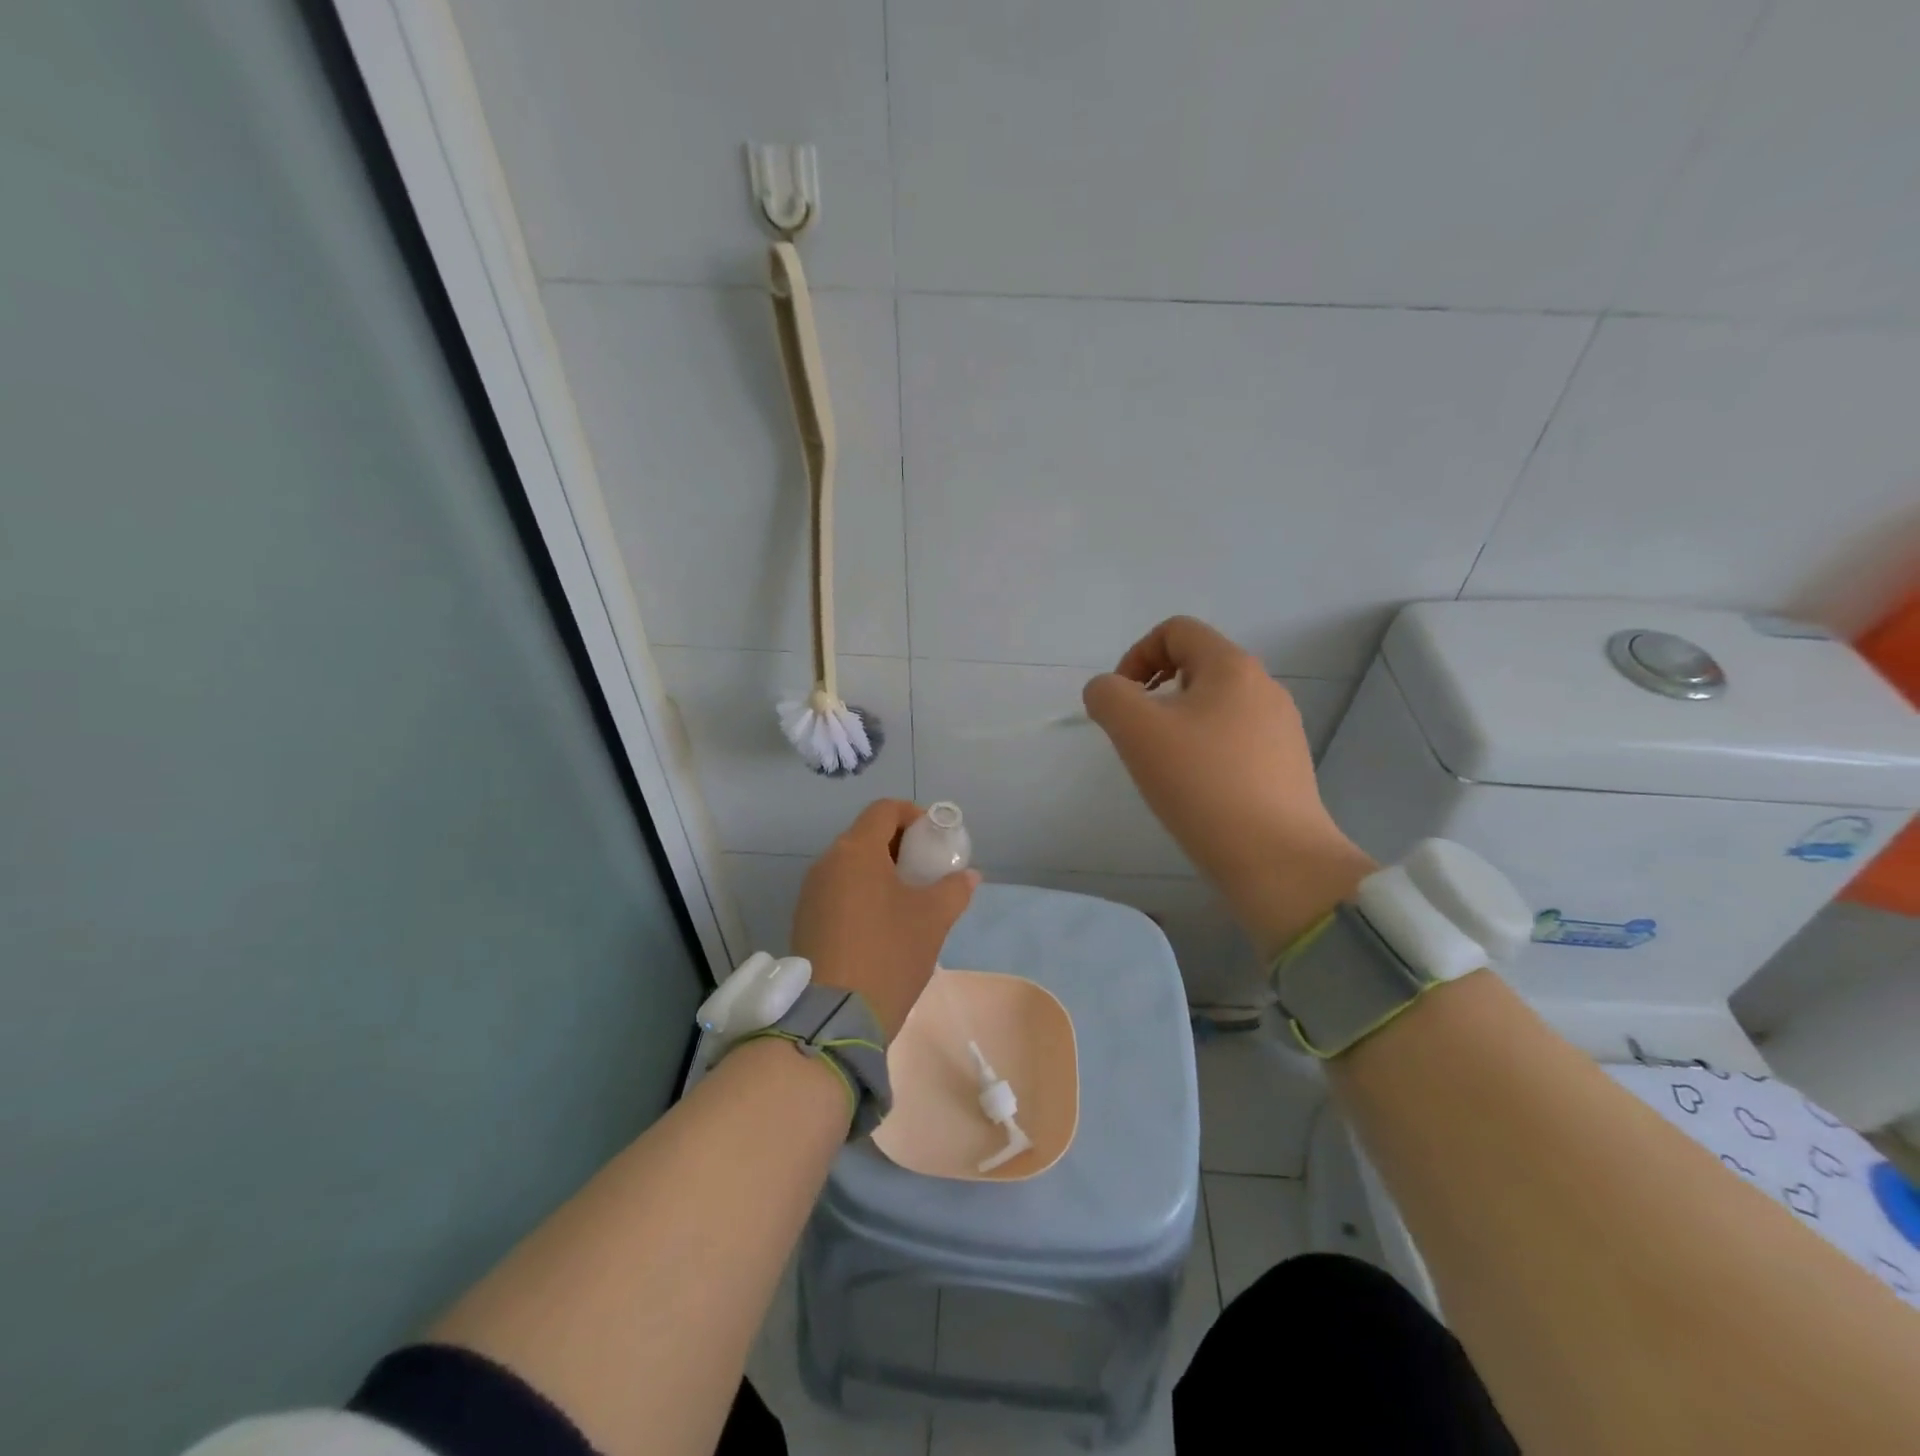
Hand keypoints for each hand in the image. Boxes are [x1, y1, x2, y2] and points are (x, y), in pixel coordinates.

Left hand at [792, 799, 981, 1039]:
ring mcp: (811, 892)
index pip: (885, 810)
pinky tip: (883, 923)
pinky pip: (839, 890)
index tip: (936, 839)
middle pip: (867, 835)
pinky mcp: (805, 919)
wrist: (834, 1017)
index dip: (914, 815)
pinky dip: (863, 892)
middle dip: (900, 845)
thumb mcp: (933, 919)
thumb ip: (954, 889)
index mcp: (856, 851)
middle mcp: (827, 862)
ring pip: (852, 864)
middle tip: (927, 871)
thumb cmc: (889, 954)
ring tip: (909, 899)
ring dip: (881, 871)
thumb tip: (970, 876)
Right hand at [1083, 616, 1373, 954]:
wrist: (1276, 859)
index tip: (1122, 701)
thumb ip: (1108, 696)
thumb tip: (1108, 692)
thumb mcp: (1136, 731)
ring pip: (1214, 704)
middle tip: (1138, 737)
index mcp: (1232, 666)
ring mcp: (1281, 727)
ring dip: (1178, 722)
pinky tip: (1197, 789)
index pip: (1176, 630)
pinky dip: (1205, 749)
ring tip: (1165, 767)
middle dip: (1155, 692)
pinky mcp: (1285, 764)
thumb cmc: (1202, 784)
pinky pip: (1233, 738)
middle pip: (1196, 665)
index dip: (1136, 655)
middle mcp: (1263, 686)